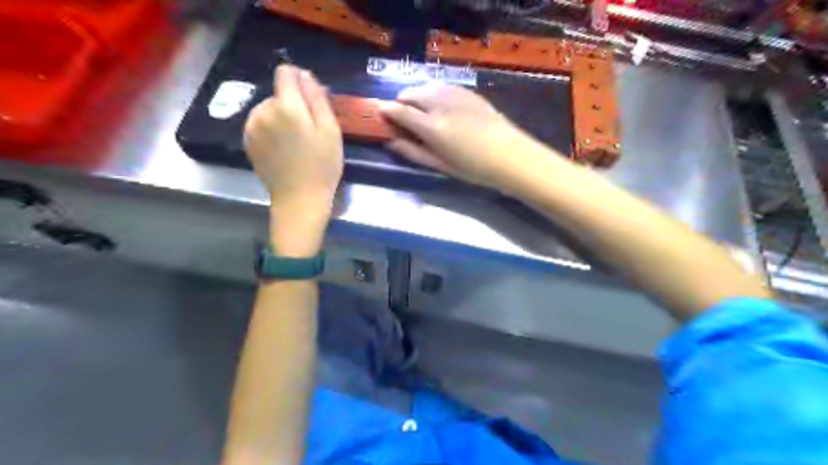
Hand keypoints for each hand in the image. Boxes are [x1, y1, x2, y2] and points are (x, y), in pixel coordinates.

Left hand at [244, 64, 343, 255]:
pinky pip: (261, 123)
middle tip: (310, 130)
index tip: (312, 98)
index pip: (285, 73)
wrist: (299, 199)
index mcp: (286, 106)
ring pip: (268, 108)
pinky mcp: (247, 140)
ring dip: (282, 117)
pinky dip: (272, 129)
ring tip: (296, 142)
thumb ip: (317, 98)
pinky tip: (284, 148)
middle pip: (279, 93)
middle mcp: (262, 111)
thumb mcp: (330, 130)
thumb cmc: (322, 166)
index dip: (300, 79)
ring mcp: (251, 127)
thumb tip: (305, 75)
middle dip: (294, 104)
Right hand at [380, 84, 559, 192]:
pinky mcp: (468, 91)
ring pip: (425, 86)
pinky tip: (442, 109)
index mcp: (431, 126)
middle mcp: (440, 103)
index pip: (399, 110)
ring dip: (417, 97)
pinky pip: (441, 86)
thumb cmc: (474, 168)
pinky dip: (433, 94)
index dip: (385, 111)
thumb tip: (390, 142)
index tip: (380, 114)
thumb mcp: (440, 166)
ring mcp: (455, 94)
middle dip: (401, 103)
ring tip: (423, 114)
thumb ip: (413, 152)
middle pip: (409, 93)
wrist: (511, 156)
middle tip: (404, 120)